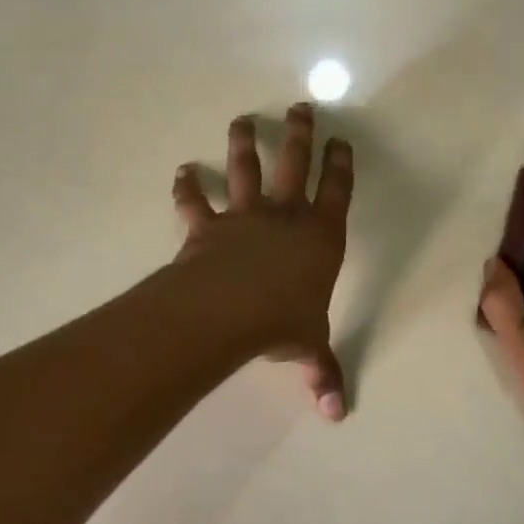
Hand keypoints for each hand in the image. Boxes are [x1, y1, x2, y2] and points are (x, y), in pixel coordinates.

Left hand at [173, 104, 353, 419]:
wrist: (226, 313)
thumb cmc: (280, 323)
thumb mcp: (309, 348)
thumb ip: (323, 374)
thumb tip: (337, 416)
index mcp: (320, 237)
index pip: (338, 192)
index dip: (341, 165)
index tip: (341, 141)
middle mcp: (285, 217)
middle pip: (295, 164)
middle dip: (300, 134)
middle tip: (301, 107)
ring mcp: (244, 217)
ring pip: (246, 169)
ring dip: (244, 143)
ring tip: (243, 119)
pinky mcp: (207, 226)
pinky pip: (195, 203)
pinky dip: (187, 187)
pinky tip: (181, 171)